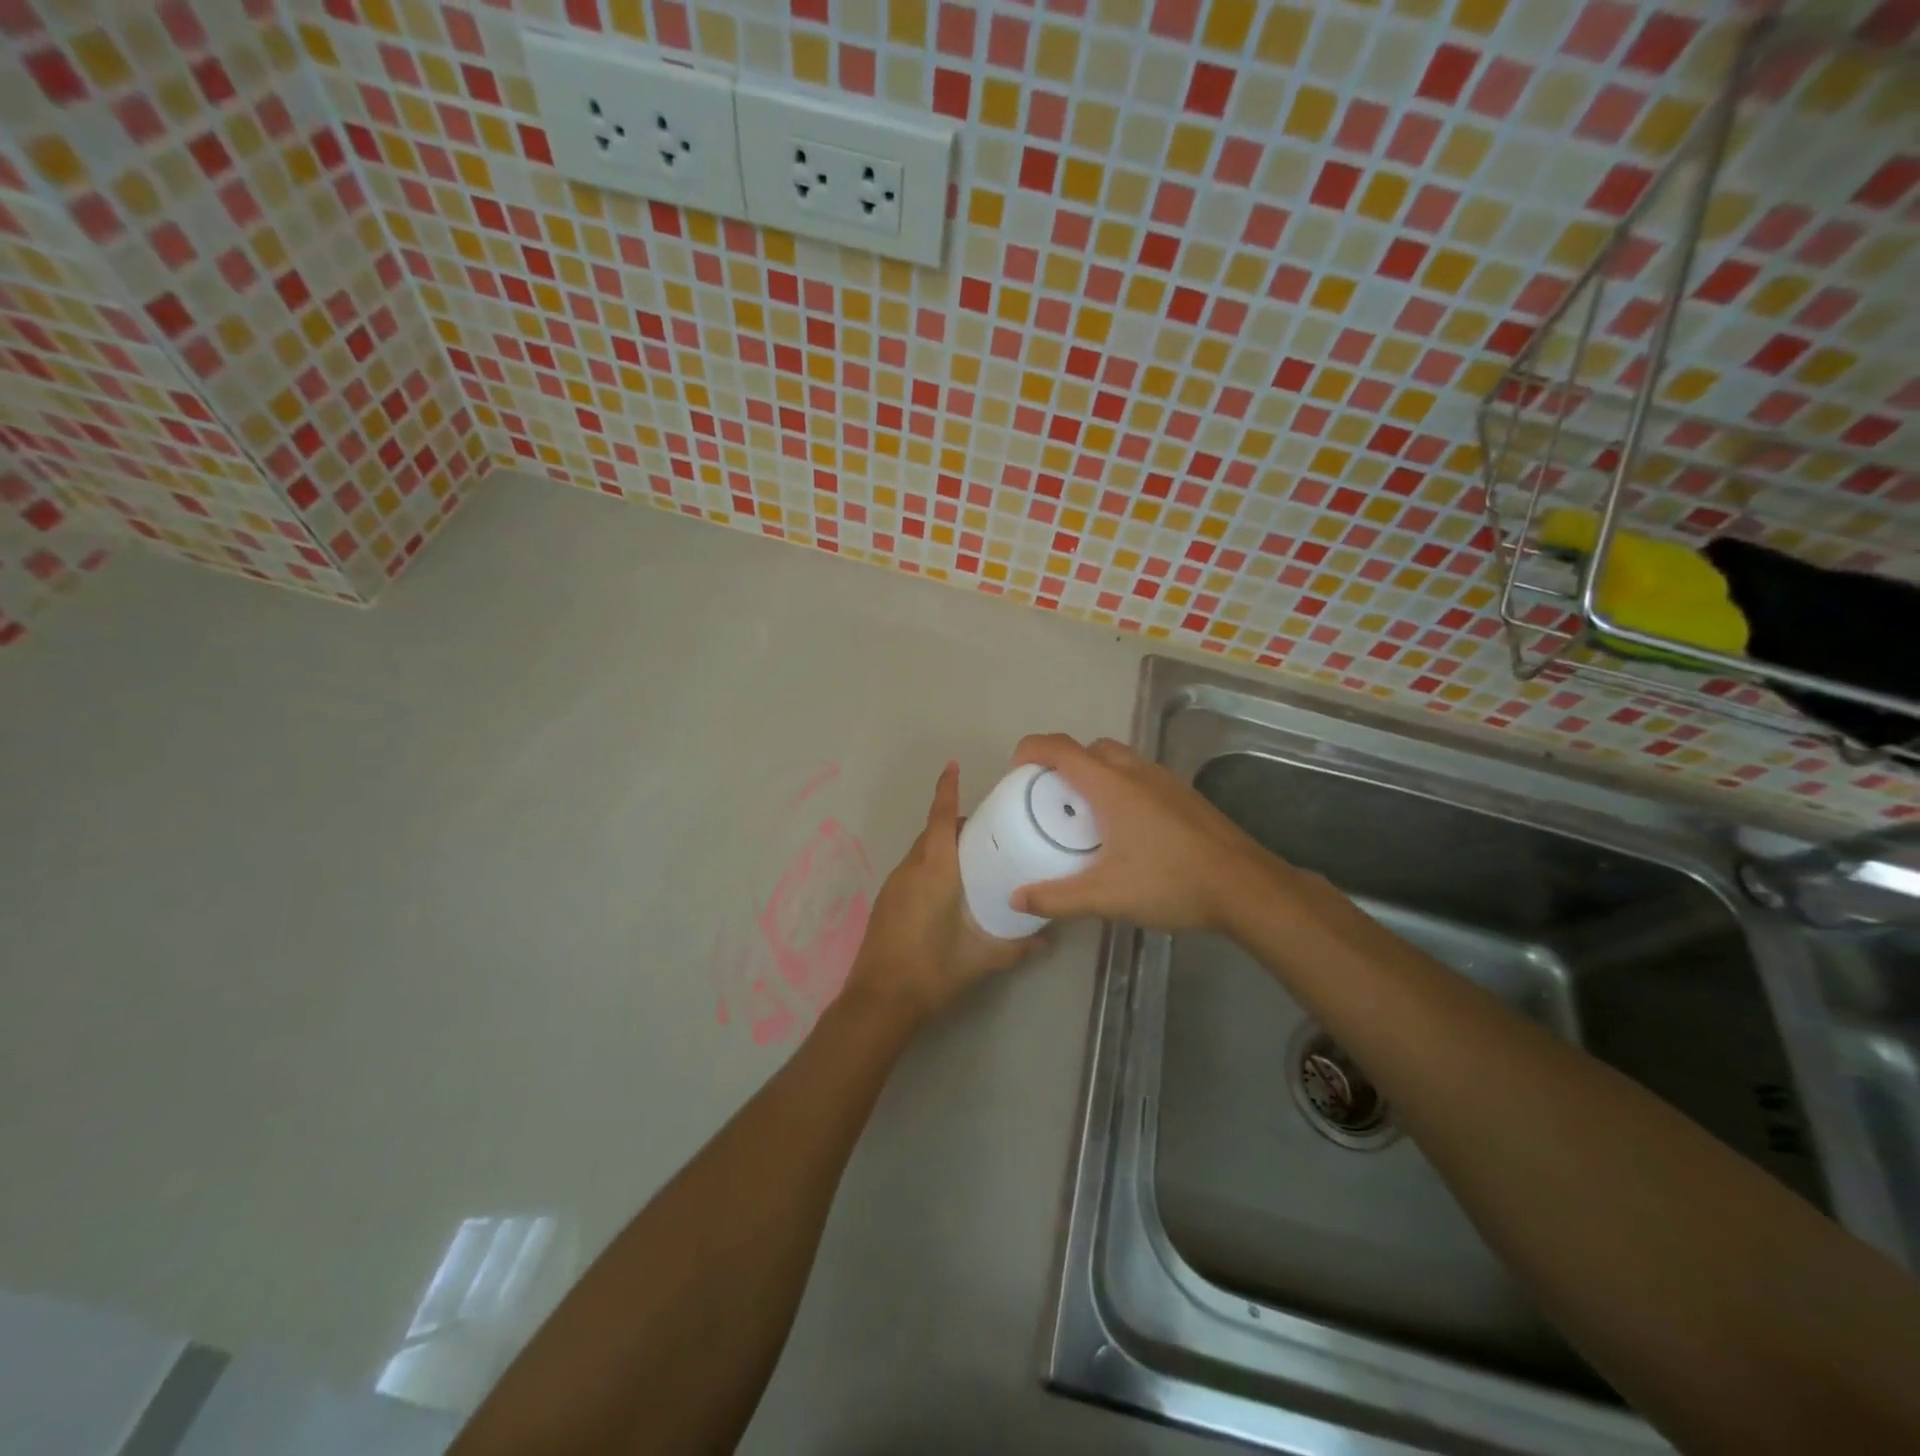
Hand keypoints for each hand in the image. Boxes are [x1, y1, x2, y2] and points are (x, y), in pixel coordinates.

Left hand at [842, 761, 1042, 1024]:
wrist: (878, 1001)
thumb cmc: (932, 971)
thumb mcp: (980, 959)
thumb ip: (1016, 946)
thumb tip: (1047, 939)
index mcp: (935, 871)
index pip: (942, 819)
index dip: (947, 790)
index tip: (953, 766)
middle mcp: (911, 869)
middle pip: (933, 832)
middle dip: (957, 823)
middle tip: (991, 830)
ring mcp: (894, 885)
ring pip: (921, 851)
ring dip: (943, 846)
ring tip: (975, 859)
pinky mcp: (886, 901)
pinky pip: (912, 869)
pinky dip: (931, 865)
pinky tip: (949, 889)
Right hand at [1007, 734, 1274, 932]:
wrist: (1246, 887)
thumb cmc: (1171, 883)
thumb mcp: (1106, 897)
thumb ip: (1057, 898)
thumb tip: (1017, 898)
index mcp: (1112, 786)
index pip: (1061, 749)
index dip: (1031, 749)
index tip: (1015, 770)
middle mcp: (1137, 772)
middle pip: (1090, 749)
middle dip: (1064, 763)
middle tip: (1050, 798)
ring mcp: (1166, 781)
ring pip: (1120, 760)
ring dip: (1095, 774)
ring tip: (1085, 815)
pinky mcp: (1185, 796)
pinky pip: (1141, 776)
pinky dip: (1121, 787)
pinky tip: (1126, 829)